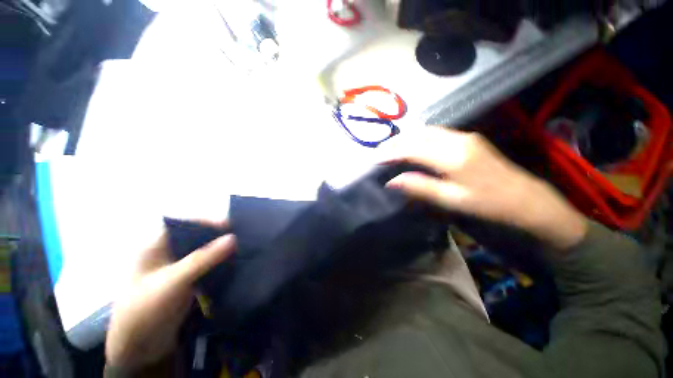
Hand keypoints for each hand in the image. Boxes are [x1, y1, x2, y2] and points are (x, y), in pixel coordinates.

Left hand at [105, 220, 235, 369]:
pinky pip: (205, 267)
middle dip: (217, 236)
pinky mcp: (186, 282)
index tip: (230, 225)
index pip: (183, 224)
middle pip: (195, 238)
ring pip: (202, 253)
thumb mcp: (174, 280)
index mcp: (155, 247)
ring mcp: (177, 269)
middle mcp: (167, 254)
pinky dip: (218, 264)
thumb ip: (204, 258)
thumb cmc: (147, 307)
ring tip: (242, 248)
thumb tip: (233, 237)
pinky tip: (233, 264)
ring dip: (220, 251)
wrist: (139, 347)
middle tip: (241, 236)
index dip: (205, 222)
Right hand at [381, 127, 586, 249]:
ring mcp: (464, 136)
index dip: (390, 153)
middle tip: (378, 153)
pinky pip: (435, 133)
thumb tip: (392, 181)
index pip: (412, 148)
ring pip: (426, 131)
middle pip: (417, 134)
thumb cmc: (489, 204)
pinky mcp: (468, 138)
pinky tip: (412, 145)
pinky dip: (418, 137)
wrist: (527, 199)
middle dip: (395, 142)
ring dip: (406, 138)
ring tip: (390, 149)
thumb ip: (420, 187)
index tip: (374, 159)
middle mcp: (457, 139)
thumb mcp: (452, 200)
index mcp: (453, 156)